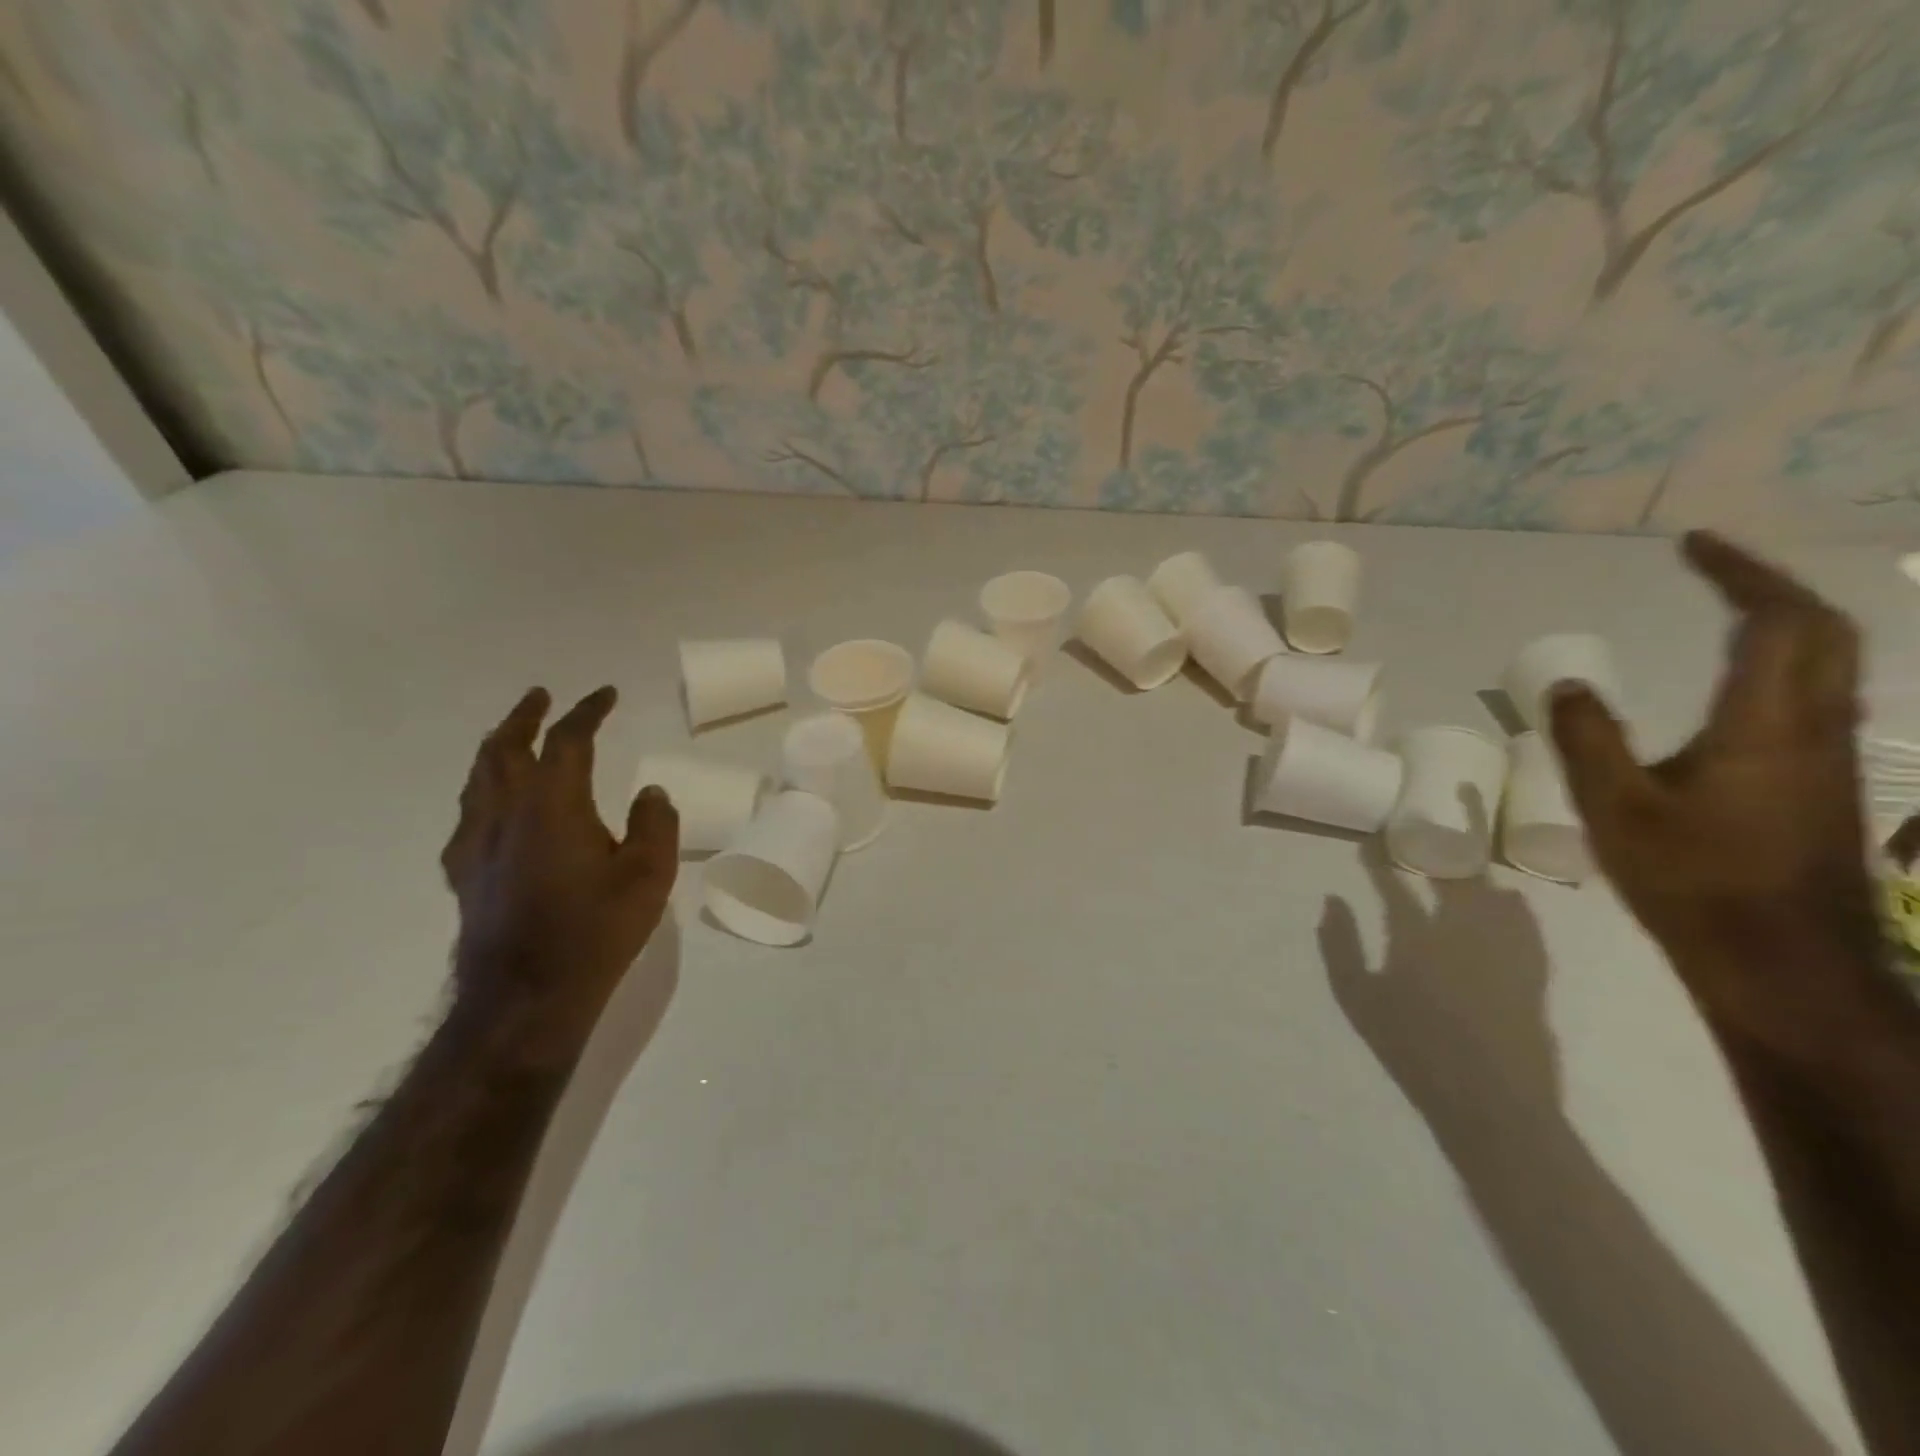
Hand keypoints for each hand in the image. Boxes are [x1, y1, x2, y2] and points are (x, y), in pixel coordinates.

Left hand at [441, 686, 678, 1064]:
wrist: (526, 997)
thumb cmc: (595, 930)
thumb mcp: (649, 875)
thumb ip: (654, 825)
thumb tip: (650, 794)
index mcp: (554, 804)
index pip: (567, 740)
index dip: (587, 711)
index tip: (604, 694)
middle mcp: (507, 813)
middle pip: (504, 748)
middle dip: (524, 716)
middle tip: (540, 697)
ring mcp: (477, 844)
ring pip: (478, 778)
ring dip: (497, 747)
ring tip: (511, 737)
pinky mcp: (464, 875)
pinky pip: (467, 816)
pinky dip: (482, 792)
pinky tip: (490, 806)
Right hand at [1322, 850, 1562, 1126]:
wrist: (1491, 1100)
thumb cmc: (1411, 1047)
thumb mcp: (1356, 997)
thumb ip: (1339, 945)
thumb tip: (1332, 900)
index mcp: (1416, 936)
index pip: (1393, 884)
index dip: (1378, 859)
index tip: (1368, 841)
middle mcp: (1463, 931)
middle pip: (1454, 877)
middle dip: (1439, 848)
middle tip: (1427, 834)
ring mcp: (1504, 949)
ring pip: (1494, 894)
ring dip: (1478, 871)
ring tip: (1466, 857)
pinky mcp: (1532, 972)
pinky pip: (1527, 925)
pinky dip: (1516, 905)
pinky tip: (1511, 899)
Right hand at [1549, 532, 1877, 1051]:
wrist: (1781, 962)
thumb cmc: (1693, 881)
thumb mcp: (1616, 809)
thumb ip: (1588, 740)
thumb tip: (1568, 685)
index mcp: (1768, 725)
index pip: (1777, 621)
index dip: (1739, 573)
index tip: (1691, 546)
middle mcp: (1816, 728)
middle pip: (1825, 631)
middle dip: (1772, 586)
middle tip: (1712, 568)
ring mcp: (1829, 758)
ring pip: (1831, 663)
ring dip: (1784, 621)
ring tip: (1724, 609)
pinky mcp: (1822, 783)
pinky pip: (1815, 696)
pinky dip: (1783, 662)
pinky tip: (1737, 683)